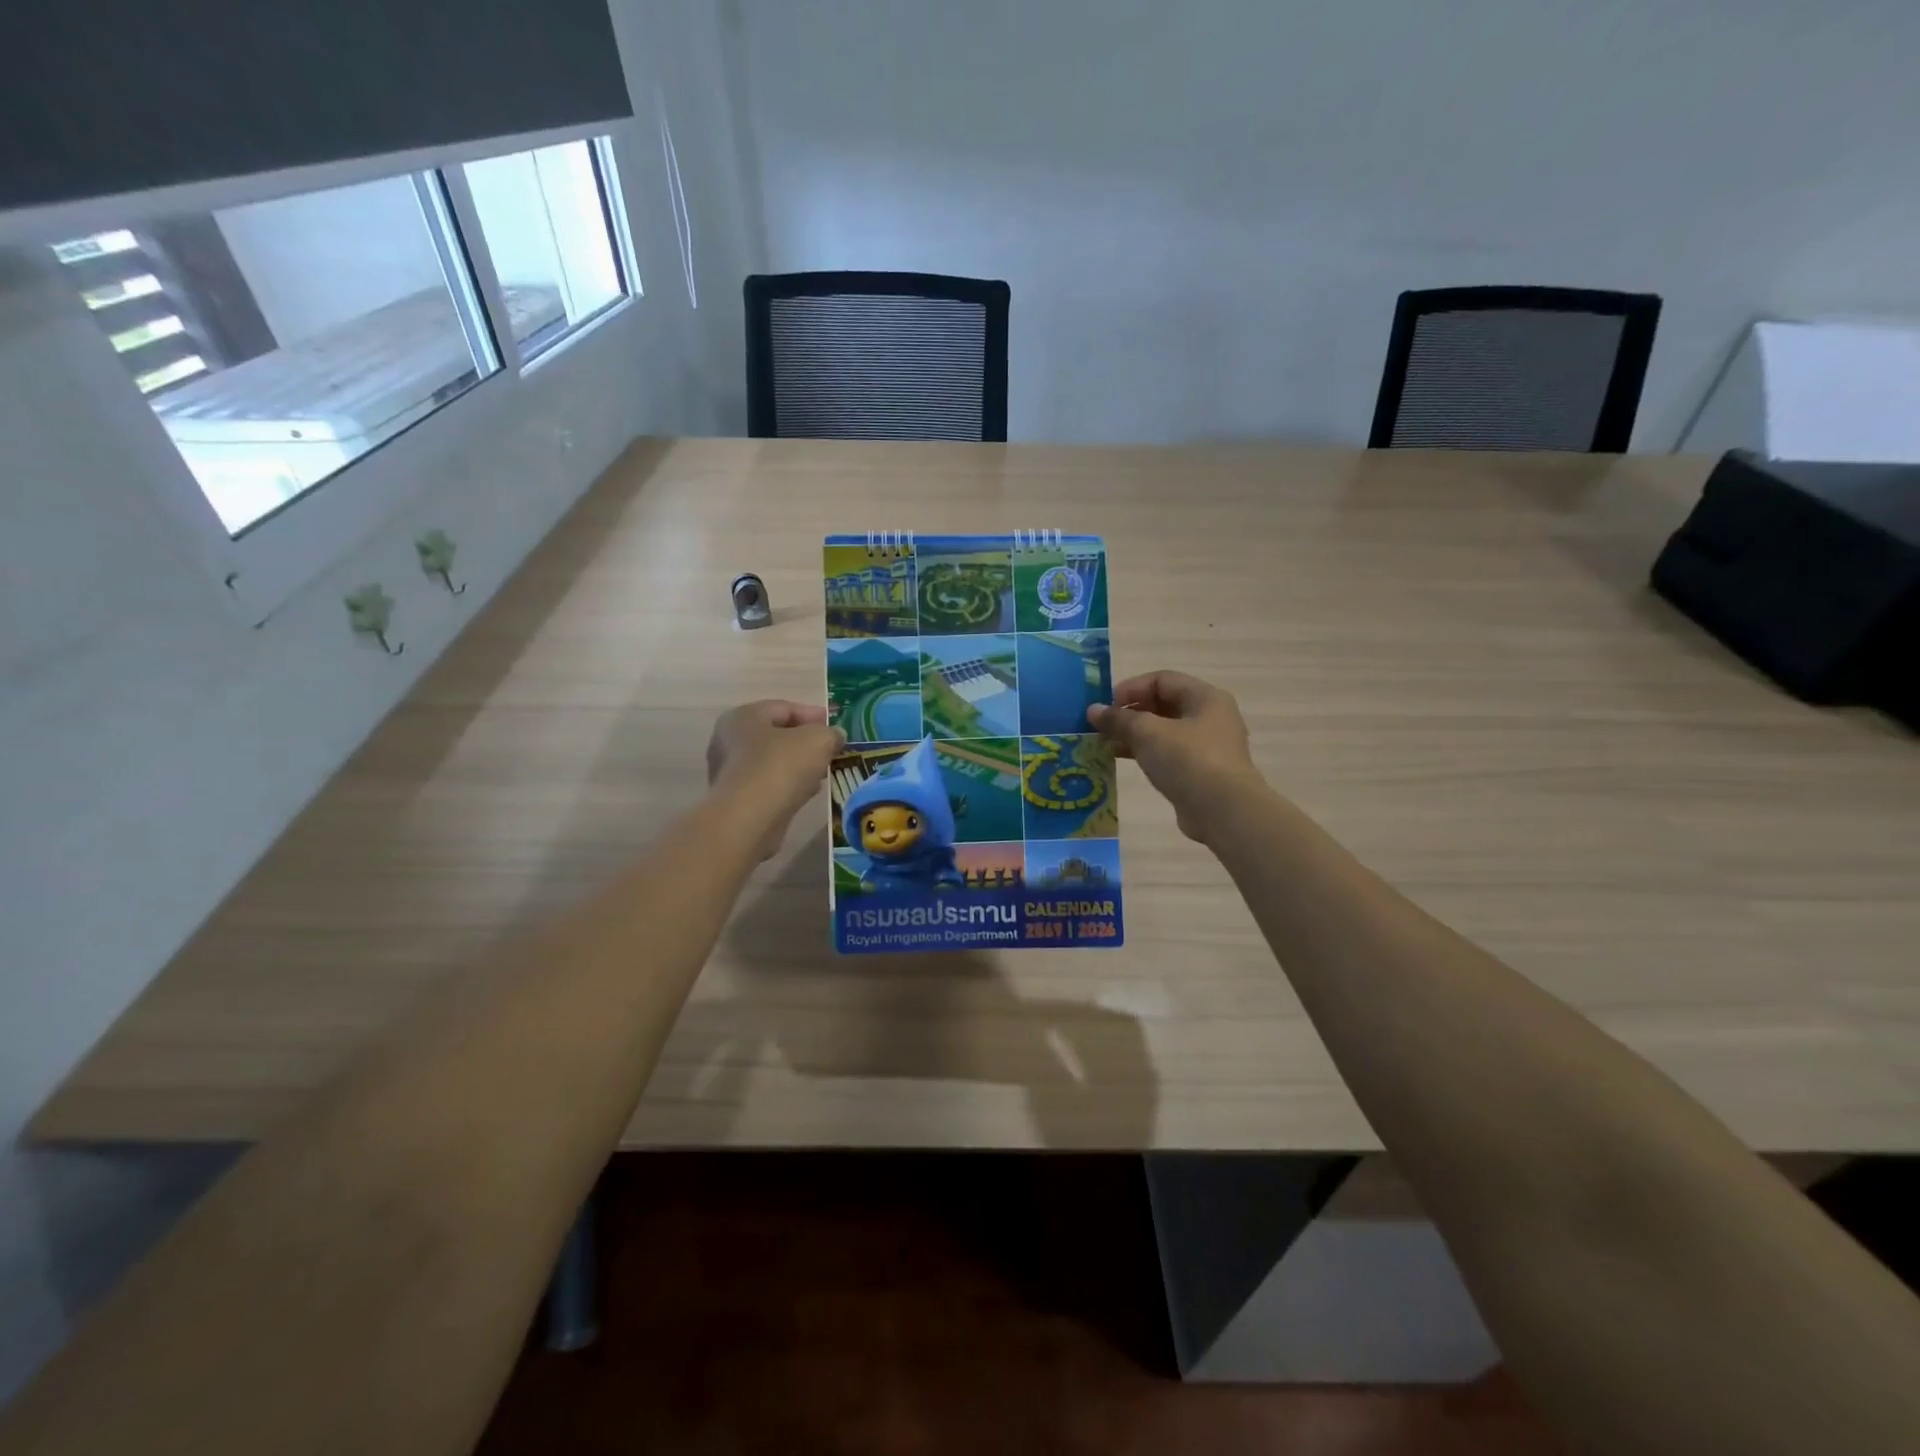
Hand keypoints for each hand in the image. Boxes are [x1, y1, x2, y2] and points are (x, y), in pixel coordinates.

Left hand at [706, 700, 844, 857]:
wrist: (750, 819)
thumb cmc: (781, 767)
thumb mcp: (817, 740)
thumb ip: (830, 733)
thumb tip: (835, 736)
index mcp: (744, 717)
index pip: (784, 708)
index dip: (813, 715)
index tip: (836, 726)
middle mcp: (730, 741)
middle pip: (777, 735)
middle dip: (806, 742)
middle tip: (831, 750)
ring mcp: (731, 772)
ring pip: (773, 762)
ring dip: (799, 766)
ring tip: (824, 773)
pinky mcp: (737, 800)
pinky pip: (769, 785)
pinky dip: (788, 785)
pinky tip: (808, 793)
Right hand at [1088, 672, 1263, 841]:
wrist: (1223, 811)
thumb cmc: (1188, 760)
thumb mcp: (1148, 733)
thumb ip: (1119, 719)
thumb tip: (1093, 710)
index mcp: (1205, 697)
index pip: (1162, 680)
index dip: (1131, 688)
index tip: (1105, 706)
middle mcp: (1211, 717)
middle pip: (1164, 704)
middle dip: (1130, 713)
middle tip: (1102, 726)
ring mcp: (1208, 746)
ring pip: (1164, 731)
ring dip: (1134, 735)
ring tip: (1106, 744)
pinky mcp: (1201, 772)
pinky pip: (1169, 753)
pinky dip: (1146, 753)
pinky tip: (1122, 760)